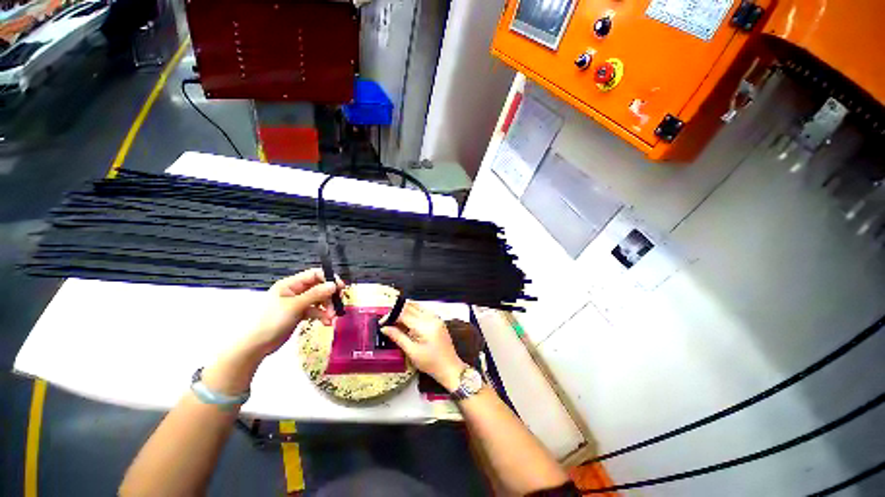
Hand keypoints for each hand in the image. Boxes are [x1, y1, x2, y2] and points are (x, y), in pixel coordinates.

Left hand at [246, 269, 342, 356]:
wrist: (256, 345)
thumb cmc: (272, 321)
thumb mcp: (294, 306)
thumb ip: (315, 294)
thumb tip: (334, 285)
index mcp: (290, 284)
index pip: (314, 275)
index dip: (328, 279)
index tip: (341, 287)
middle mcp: (295, 291)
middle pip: (319, 288)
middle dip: (329, 297)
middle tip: (337, 306)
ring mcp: (298, 303)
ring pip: (319, 300)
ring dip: (327, 308)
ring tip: (331, 318)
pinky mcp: (299, 314)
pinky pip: (315, 310)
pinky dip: (322, 315)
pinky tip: (326, 322)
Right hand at [381, 301, 465, 391]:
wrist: (450, 367)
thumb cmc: (430, 363)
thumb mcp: (412, 352)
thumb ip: (398, 337)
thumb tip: (384, 328)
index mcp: (425, 325)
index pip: (404, 313)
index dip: (392, 315)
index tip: (382, 322)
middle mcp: (431, 317)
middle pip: (411, 307)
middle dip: (397, 311)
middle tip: (388, 321)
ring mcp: (436, 317)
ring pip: (417, 306)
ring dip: (405, 310)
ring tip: (396, 321)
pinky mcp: (438, 320)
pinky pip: (423, 310)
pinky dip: (413, 312)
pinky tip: (408, 322)